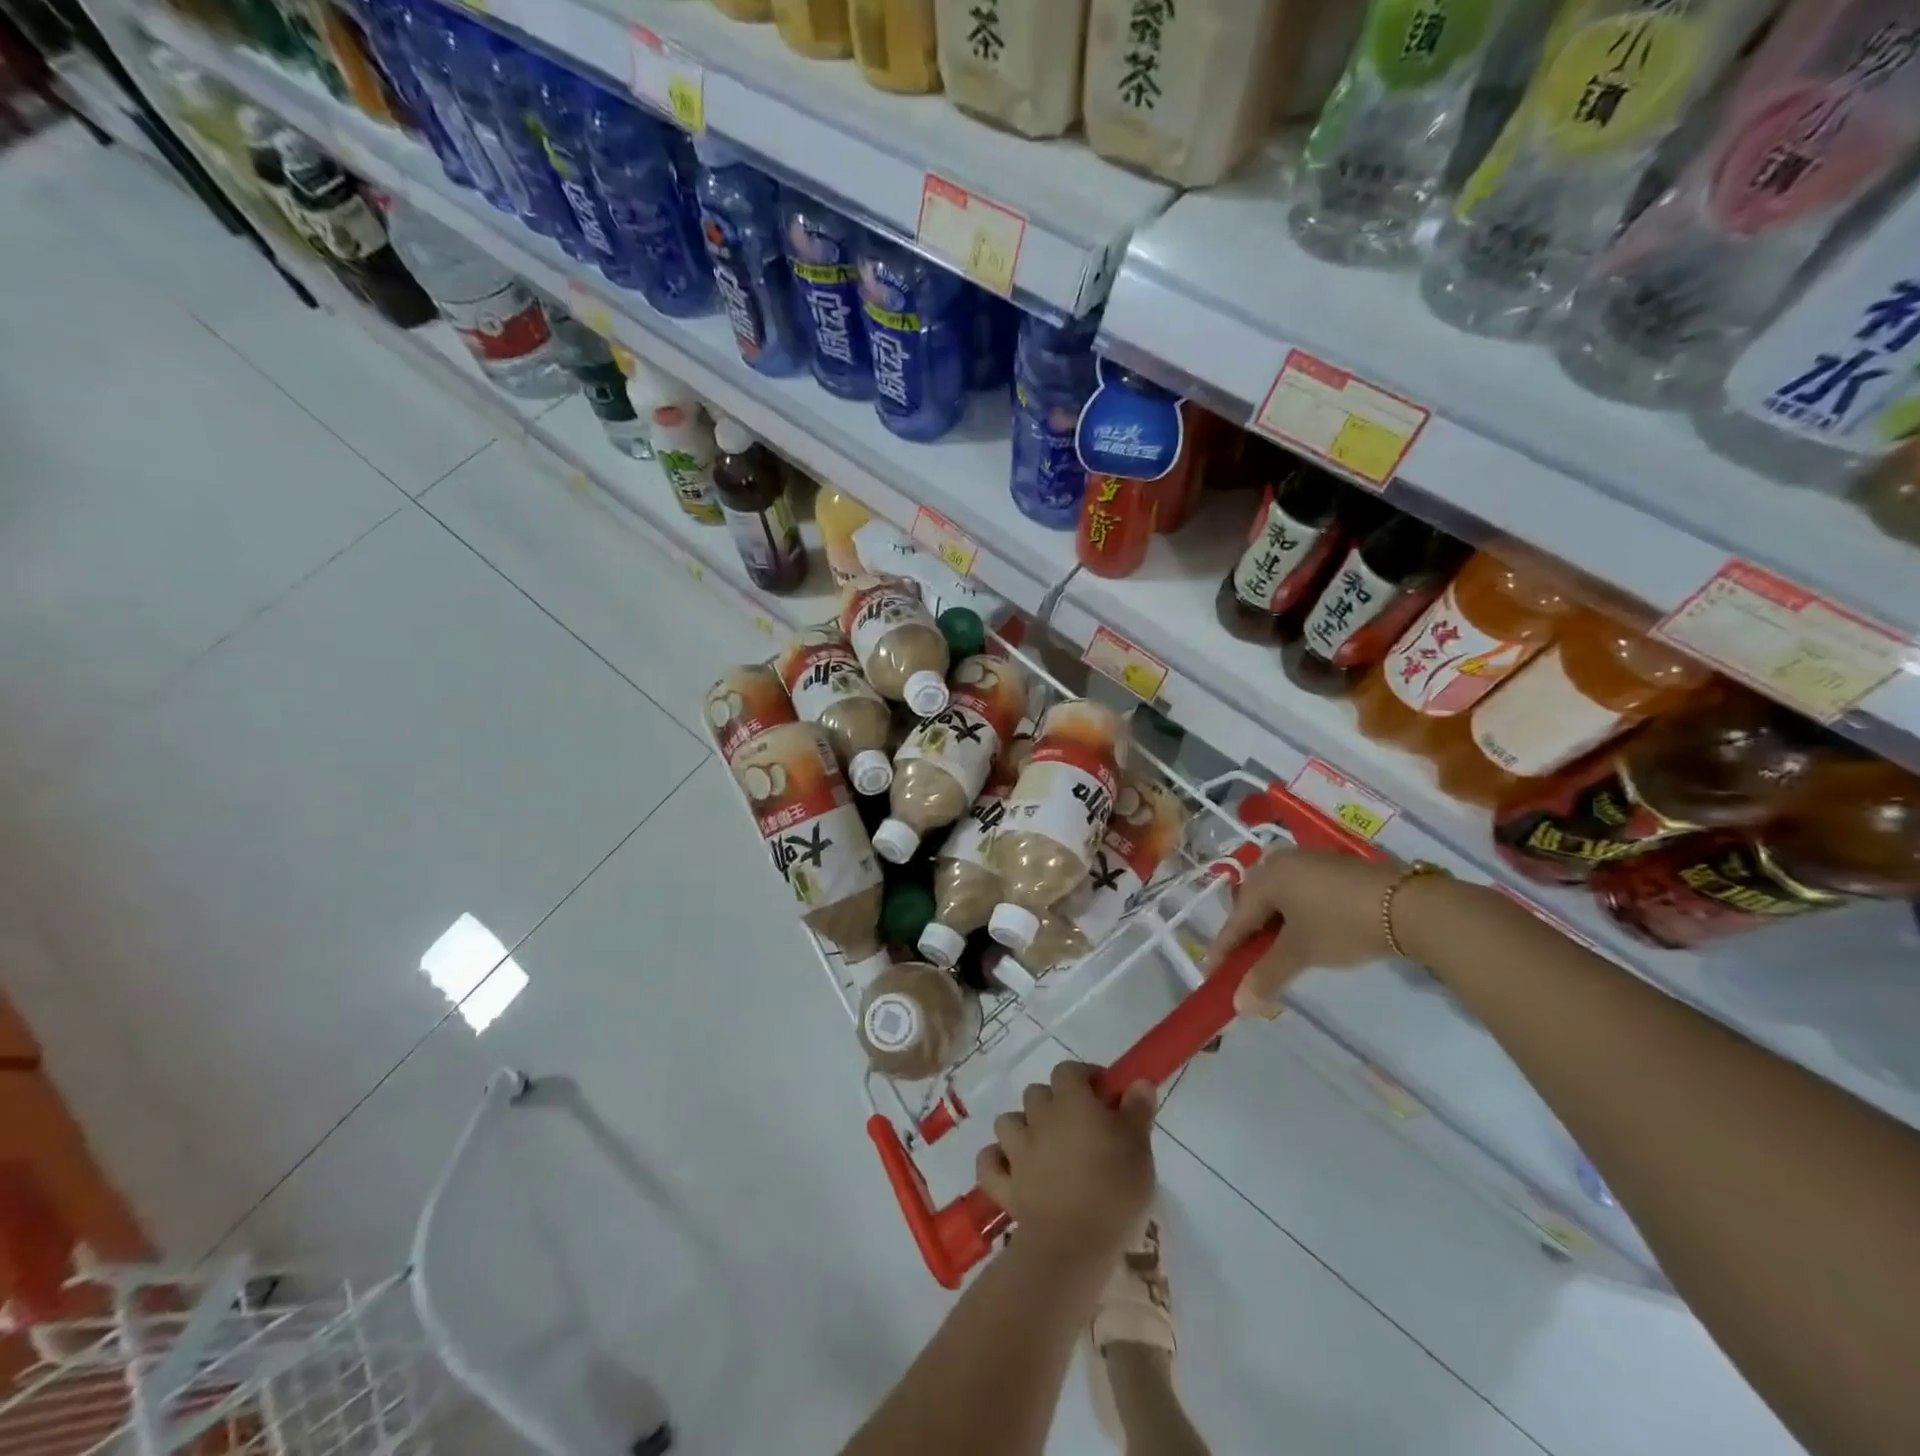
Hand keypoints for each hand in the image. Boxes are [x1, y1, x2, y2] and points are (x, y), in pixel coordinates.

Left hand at [976, 1061, 1155, 1268]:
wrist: (1073, 1245)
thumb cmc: (1113, 1191)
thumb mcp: (1139, 1148)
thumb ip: (1138, 1110)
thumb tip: (1139, 1081)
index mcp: (1071, 1103)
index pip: (1068, 1071)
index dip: (1085, 1077)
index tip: (1104, 1096)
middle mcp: (1038, 1118)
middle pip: (1037, 1093)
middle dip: (1054, 1103)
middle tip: (1079, 1127)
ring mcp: (1016, 1151)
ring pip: (1008, 1122)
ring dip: (1023, 1128)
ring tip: (1045, 1148)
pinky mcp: (1004, 1185)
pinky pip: (989, 1163)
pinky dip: (997, 1162)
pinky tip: (1012, 1170)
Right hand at [1204, 847, 1411, 1018]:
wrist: (1410, 906)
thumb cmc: (1342, 925)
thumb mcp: (1301, 953)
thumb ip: (1266, 977)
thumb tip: (1238, 1005)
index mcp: (1266, 877)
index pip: (1236, 919)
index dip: (1224, 949)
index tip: (1211, 974)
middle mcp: (1281, 862)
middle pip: (1254, 904)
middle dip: (1247, 936)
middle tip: (1242, 964)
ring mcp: (1309, 862)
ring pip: (1278, 899)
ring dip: (1272, 928)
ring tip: (1273, 954)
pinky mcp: (1334, 869)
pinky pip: (1299, 894)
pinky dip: (1294, 917)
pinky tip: (1303, 935)